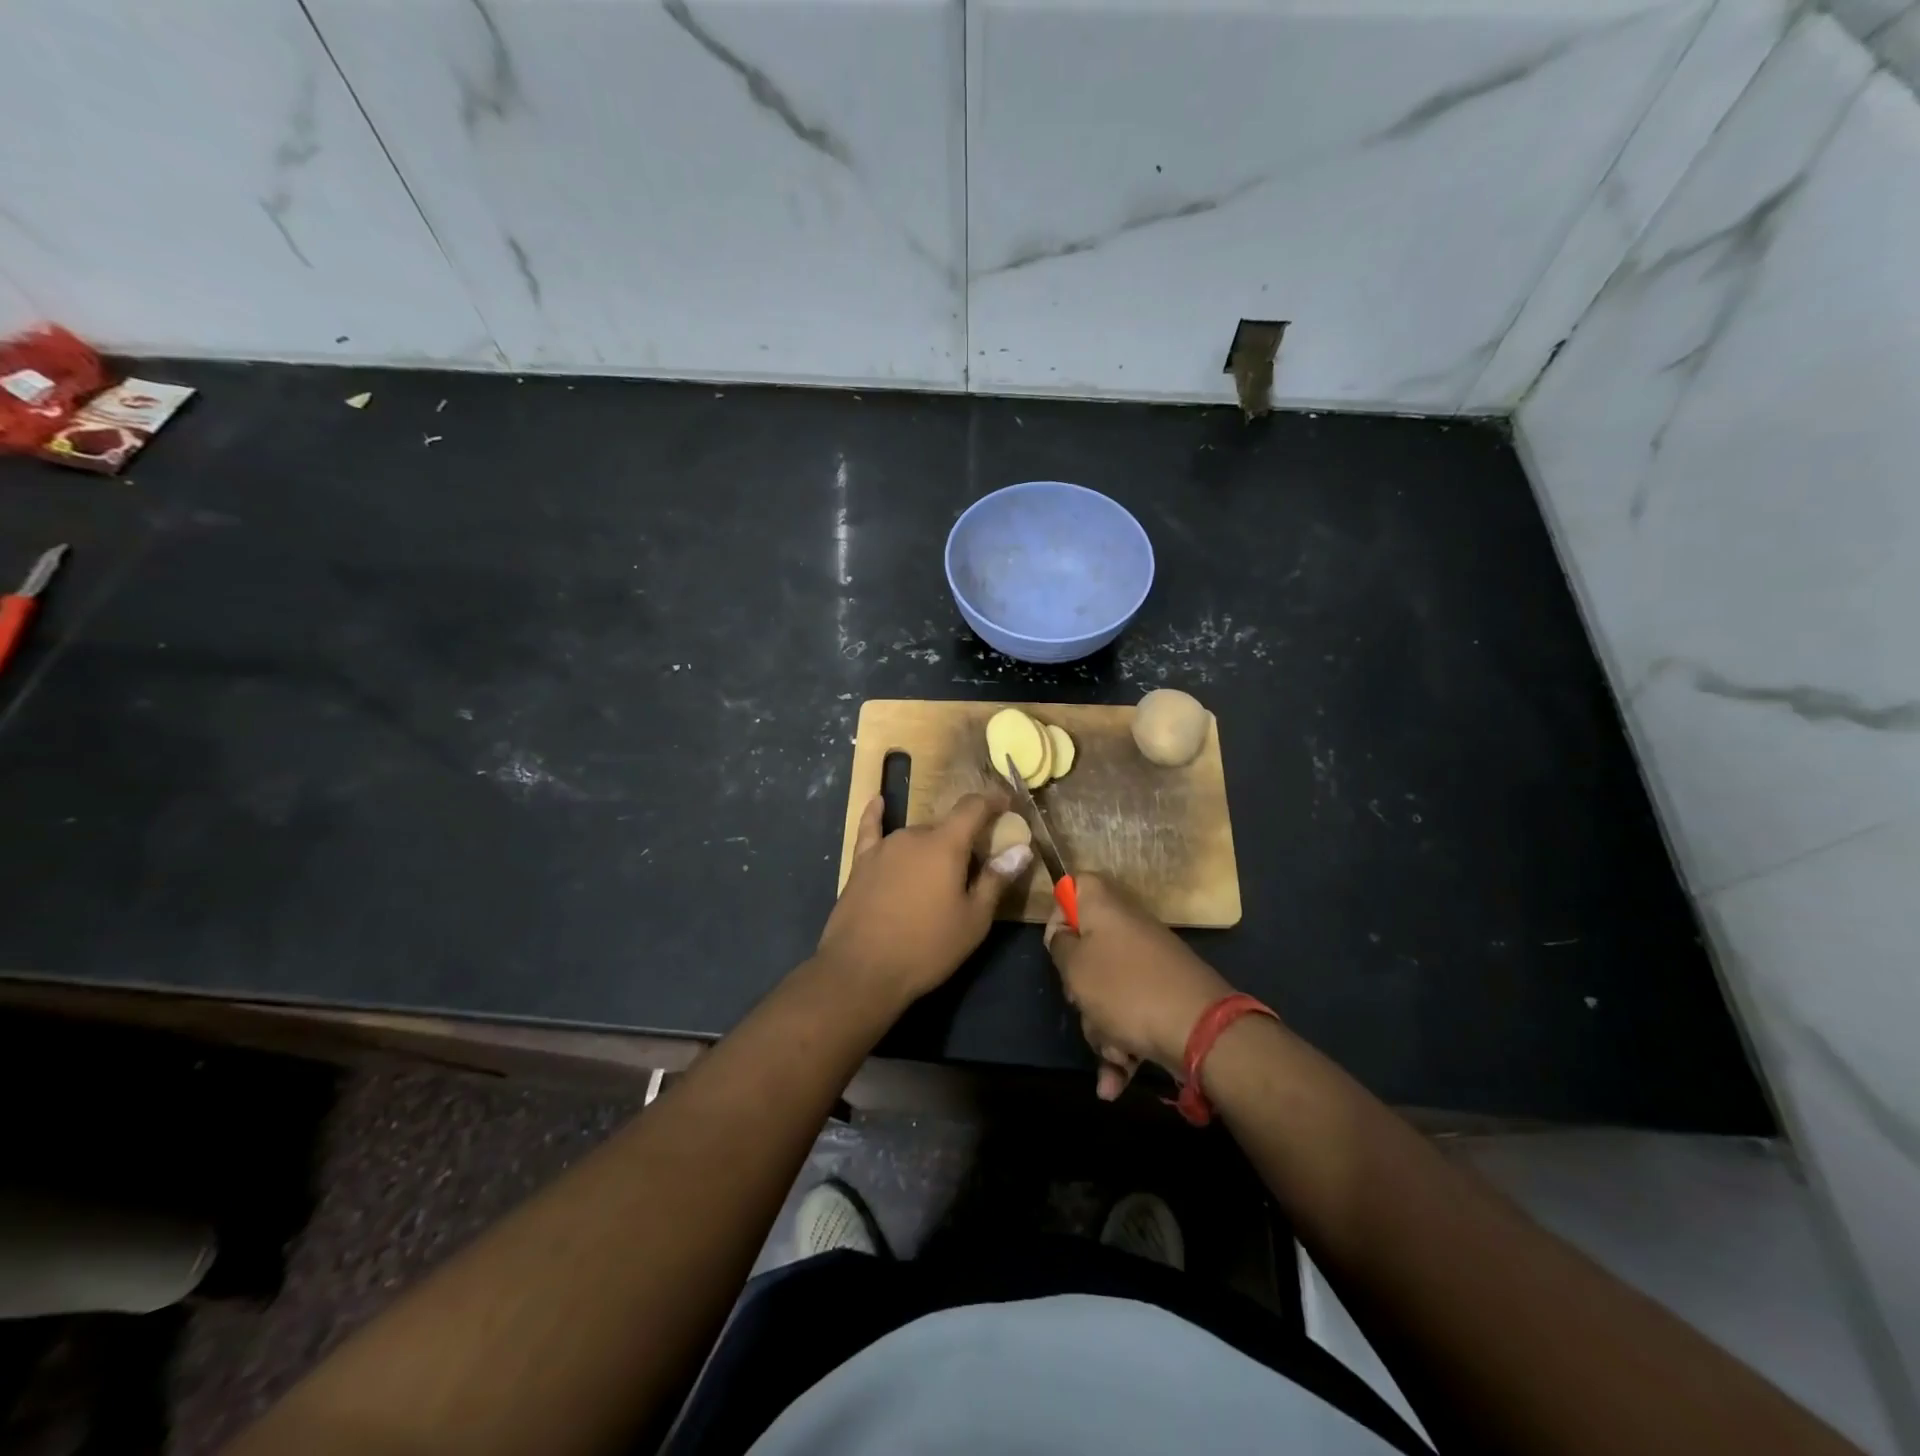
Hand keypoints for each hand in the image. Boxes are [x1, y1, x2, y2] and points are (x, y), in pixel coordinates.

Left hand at [816, 793, 1033, 1010]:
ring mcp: (884, 847)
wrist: (862, 970)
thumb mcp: (973, 920)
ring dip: (932, 846)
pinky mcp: (861, 863)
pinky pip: (871, 830)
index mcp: (946, 844)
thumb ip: (996, 880)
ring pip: (916, 836)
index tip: (1007, 803)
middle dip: (963, 840)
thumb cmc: (927, 947)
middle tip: (975, 867)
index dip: (992, 801)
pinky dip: (877, 815)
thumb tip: (1021, 849)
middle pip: (945, 827)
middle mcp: (914, 835)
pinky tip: (878, 801)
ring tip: (939, 873)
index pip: (973, 807)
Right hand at [1045, 874, 1236, 1099]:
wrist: (1200, 1030)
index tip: (1056, 947)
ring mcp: (1149, 962)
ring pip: (1107, 990)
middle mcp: (1128, 928)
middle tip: (1081, 1003)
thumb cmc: (1125, 989)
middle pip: (1087, 948)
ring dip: (1101, 1028)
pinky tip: (1114, 1084)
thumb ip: (1060, 945)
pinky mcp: (1164, 994)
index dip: (1060, 914)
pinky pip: (1130, 1014)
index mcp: (1105, 907)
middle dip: (1080, 988)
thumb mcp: (1074, 967)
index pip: (1075, 886)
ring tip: (1112, 1053)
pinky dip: (1123, 1046)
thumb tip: (1065, 936)